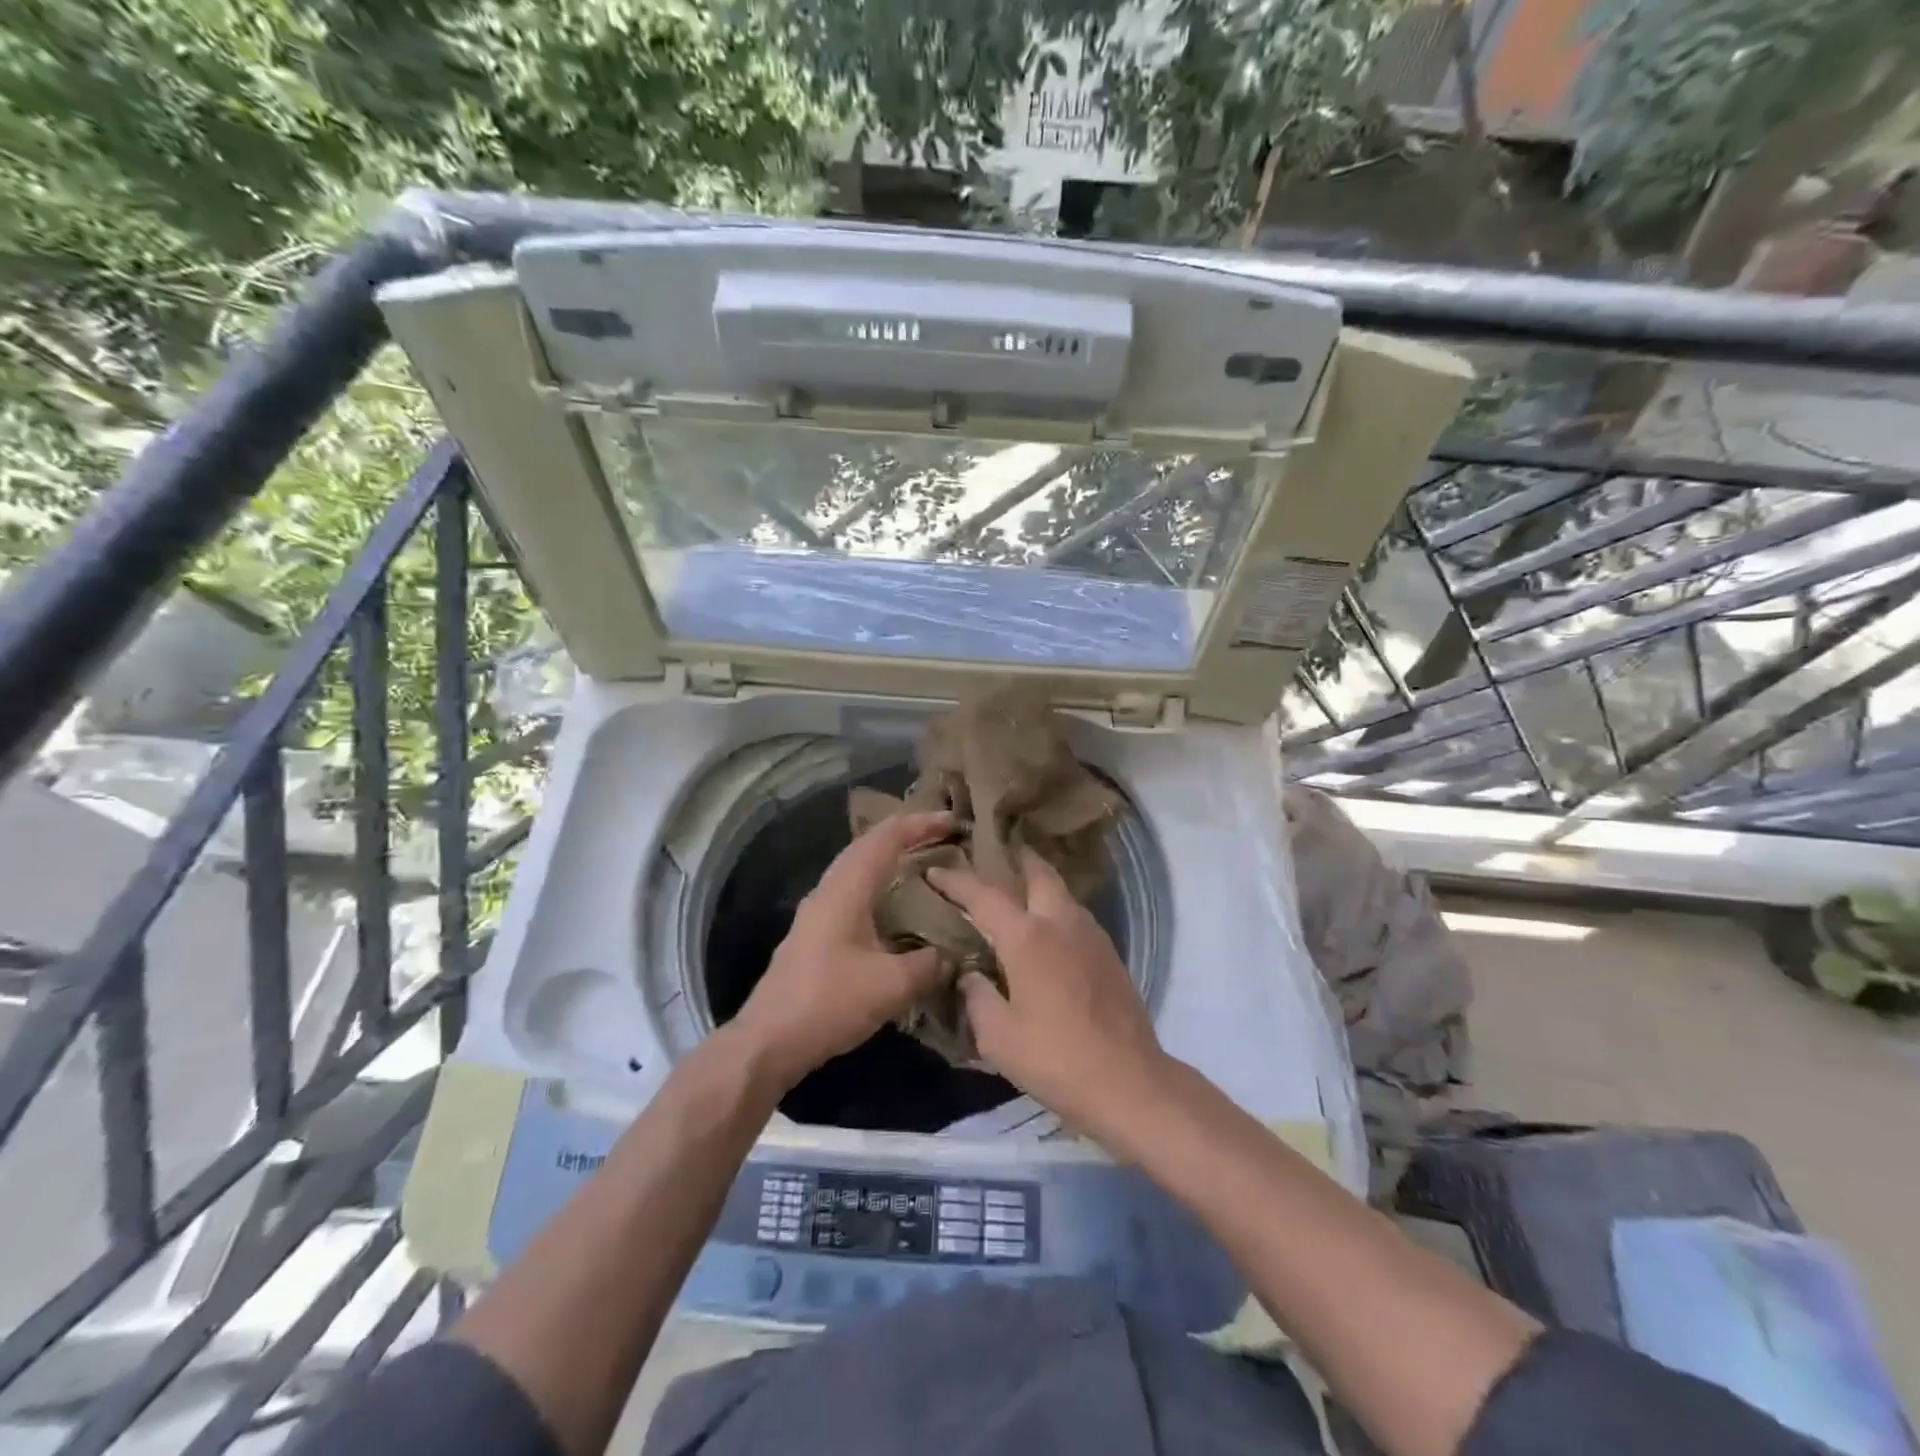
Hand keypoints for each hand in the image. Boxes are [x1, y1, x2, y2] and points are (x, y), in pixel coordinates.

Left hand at [732, 811, 952, 1090]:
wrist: (768, 1041)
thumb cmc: (829, 1002)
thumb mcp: (891, 985)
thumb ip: (929, 964)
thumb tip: (953, 956)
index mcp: (846, 889)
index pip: (886, 837)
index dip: (920, 824)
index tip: (952, 821)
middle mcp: (829, 890)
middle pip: (868, 845)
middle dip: (906, 835)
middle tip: (942, 836)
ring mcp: (817, 912)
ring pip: (857, 869)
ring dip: (889, 860)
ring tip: (922, 864)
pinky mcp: (814, 934)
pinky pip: (852, 892)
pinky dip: (878, 886)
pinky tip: (894, 910)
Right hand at [927, 850, 1169, 1140]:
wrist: (1130, 1082)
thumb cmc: (1056, 1058)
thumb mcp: (998, 1037)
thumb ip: (977, 996)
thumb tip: (970, 974)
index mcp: (1028, 937)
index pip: (984, 895)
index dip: (956, 880)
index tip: (935, 870)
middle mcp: (1061, 923)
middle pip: (1038, 872)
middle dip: (1014, 858)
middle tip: (992, 856)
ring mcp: (1091, 935)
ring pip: (1061, 892)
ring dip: (1038, 883)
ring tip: (1016, 893)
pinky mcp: (1110, 954)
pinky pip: (1075, 916)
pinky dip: (1055, 909)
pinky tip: (1046, 932)